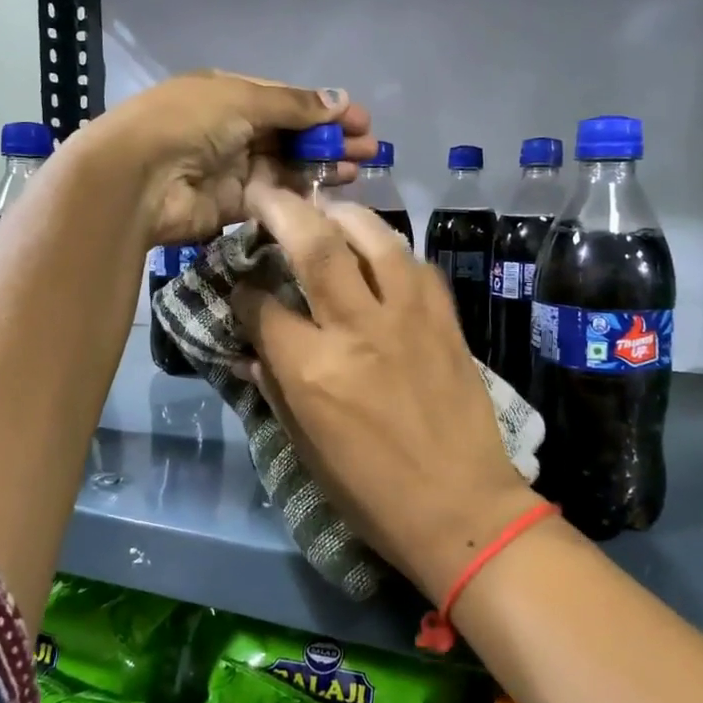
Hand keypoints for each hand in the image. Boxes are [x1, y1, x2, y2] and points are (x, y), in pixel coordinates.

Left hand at [83, 71, 374, 247]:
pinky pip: (274, 196)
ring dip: (322, 166)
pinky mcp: (233, 205)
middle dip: (330, 139)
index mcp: (230, 94)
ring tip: (360, 170)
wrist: (138, 179)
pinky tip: (331, 193)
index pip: (287, 100)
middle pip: (291, 134)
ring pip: (287, 166)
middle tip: (371, 150)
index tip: (361, 121)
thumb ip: (293, 105)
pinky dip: (301, 194)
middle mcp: (232, 129)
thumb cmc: (188, 123)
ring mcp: (232, 168)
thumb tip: (339, 100)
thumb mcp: (242, 99)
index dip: (324, 109)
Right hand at [231, 186, 539, 601]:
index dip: (242, 290)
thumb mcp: (307, 450)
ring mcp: (407, 318)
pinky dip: (390, 248)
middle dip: (281, 210)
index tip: (240, 284)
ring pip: (373, 237)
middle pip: (313, 246)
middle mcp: (356, 329)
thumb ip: (275, 389)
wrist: (462, 510)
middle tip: (264, 191)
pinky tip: (378, 251)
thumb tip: (252, 350)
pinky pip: (415, 264)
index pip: (261, 307)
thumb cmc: (372, 493)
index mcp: (312, 371)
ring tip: (326, 207)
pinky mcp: (445, 319)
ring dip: (342, 213)